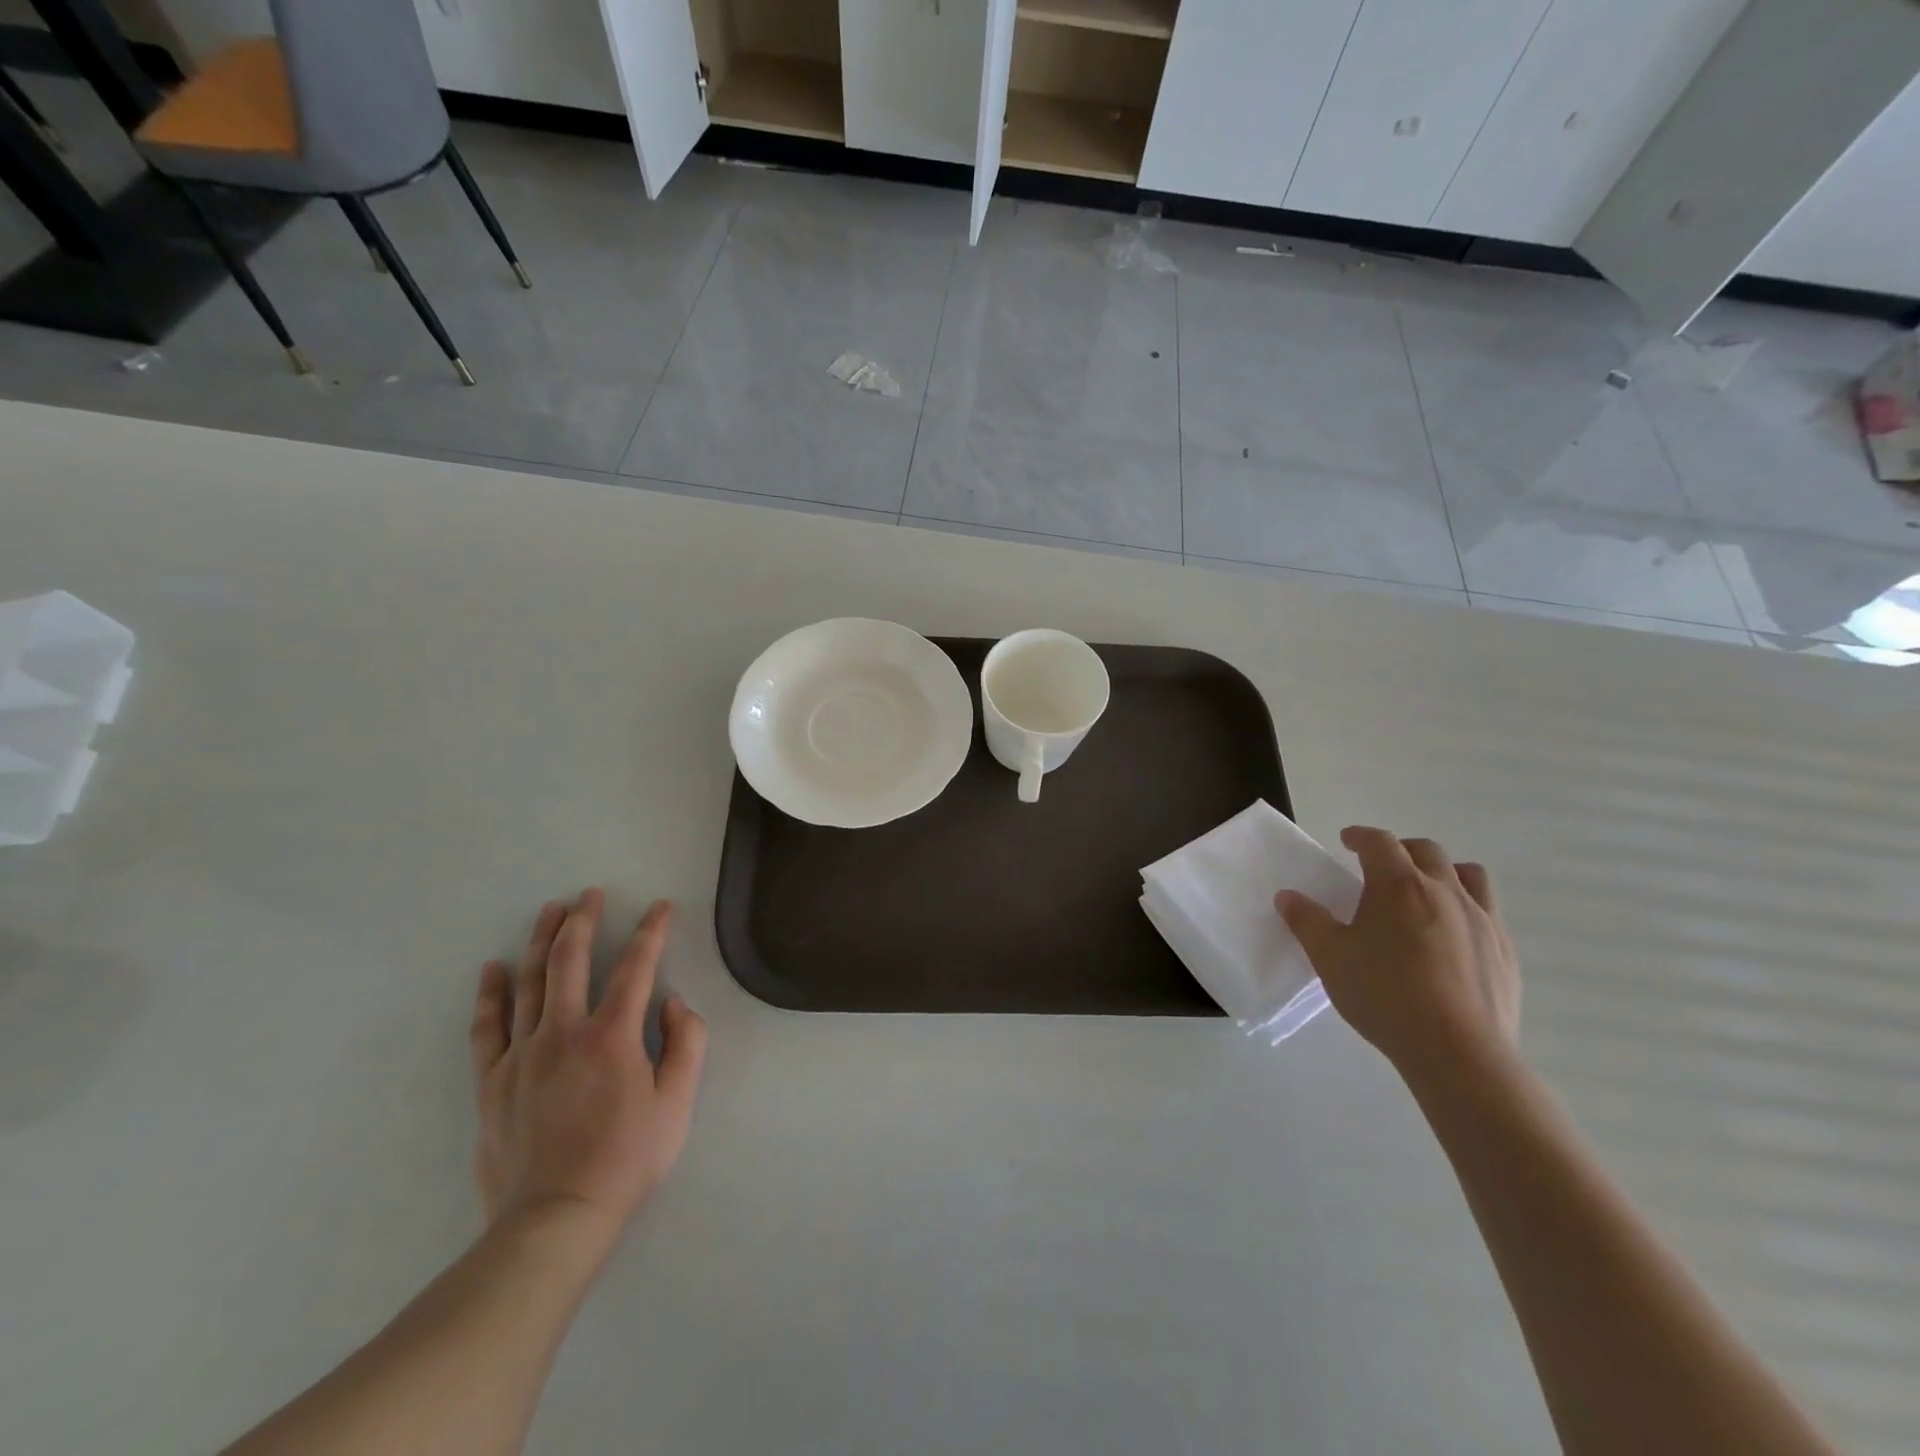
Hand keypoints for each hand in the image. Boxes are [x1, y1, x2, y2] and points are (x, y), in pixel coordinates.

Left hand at [470, 891, 707, 1260]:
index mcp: (612, 1036)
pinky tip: (494, 969)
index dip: (652, 932)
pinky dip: (491, 994)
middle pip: (571, 960)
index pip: (637, 967)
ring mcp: (522, 1054)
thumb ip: (686, 1044)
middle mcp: (564, 1032)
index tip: (660, 907)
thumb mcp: (677, 1104)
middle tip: (590, 894)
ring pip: (531, 982)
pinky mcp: (493, 1080)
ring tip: (551, 910)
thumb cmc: (626, 1160)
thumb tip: (674, 1004)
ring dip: (542, 940)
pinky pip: (488, 1026)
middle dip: (584, 920)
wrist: (554, 1220)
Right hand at [1275, 827, 1518, 1078]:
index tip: (1347, 841)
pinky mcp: (1505, 950)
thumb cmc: (1384, 995)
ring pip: (1468, 875)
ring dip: (1443, 872)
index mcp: (1399, 885)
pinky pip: (1488, 911)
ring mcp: (1482, 919)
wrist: (1458, 1051)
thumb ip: (1307, 921)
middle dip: (1400, 850)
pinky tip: (1452, 936)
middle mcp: (1444, 891)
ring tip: (1426, 891)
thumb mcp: (1330, 958)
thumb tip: (1288, 897)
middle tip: (1380, 867)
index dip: (1361, 836)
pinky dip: (1467, 908)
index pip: (1379, 842)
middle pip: (1426, 851)